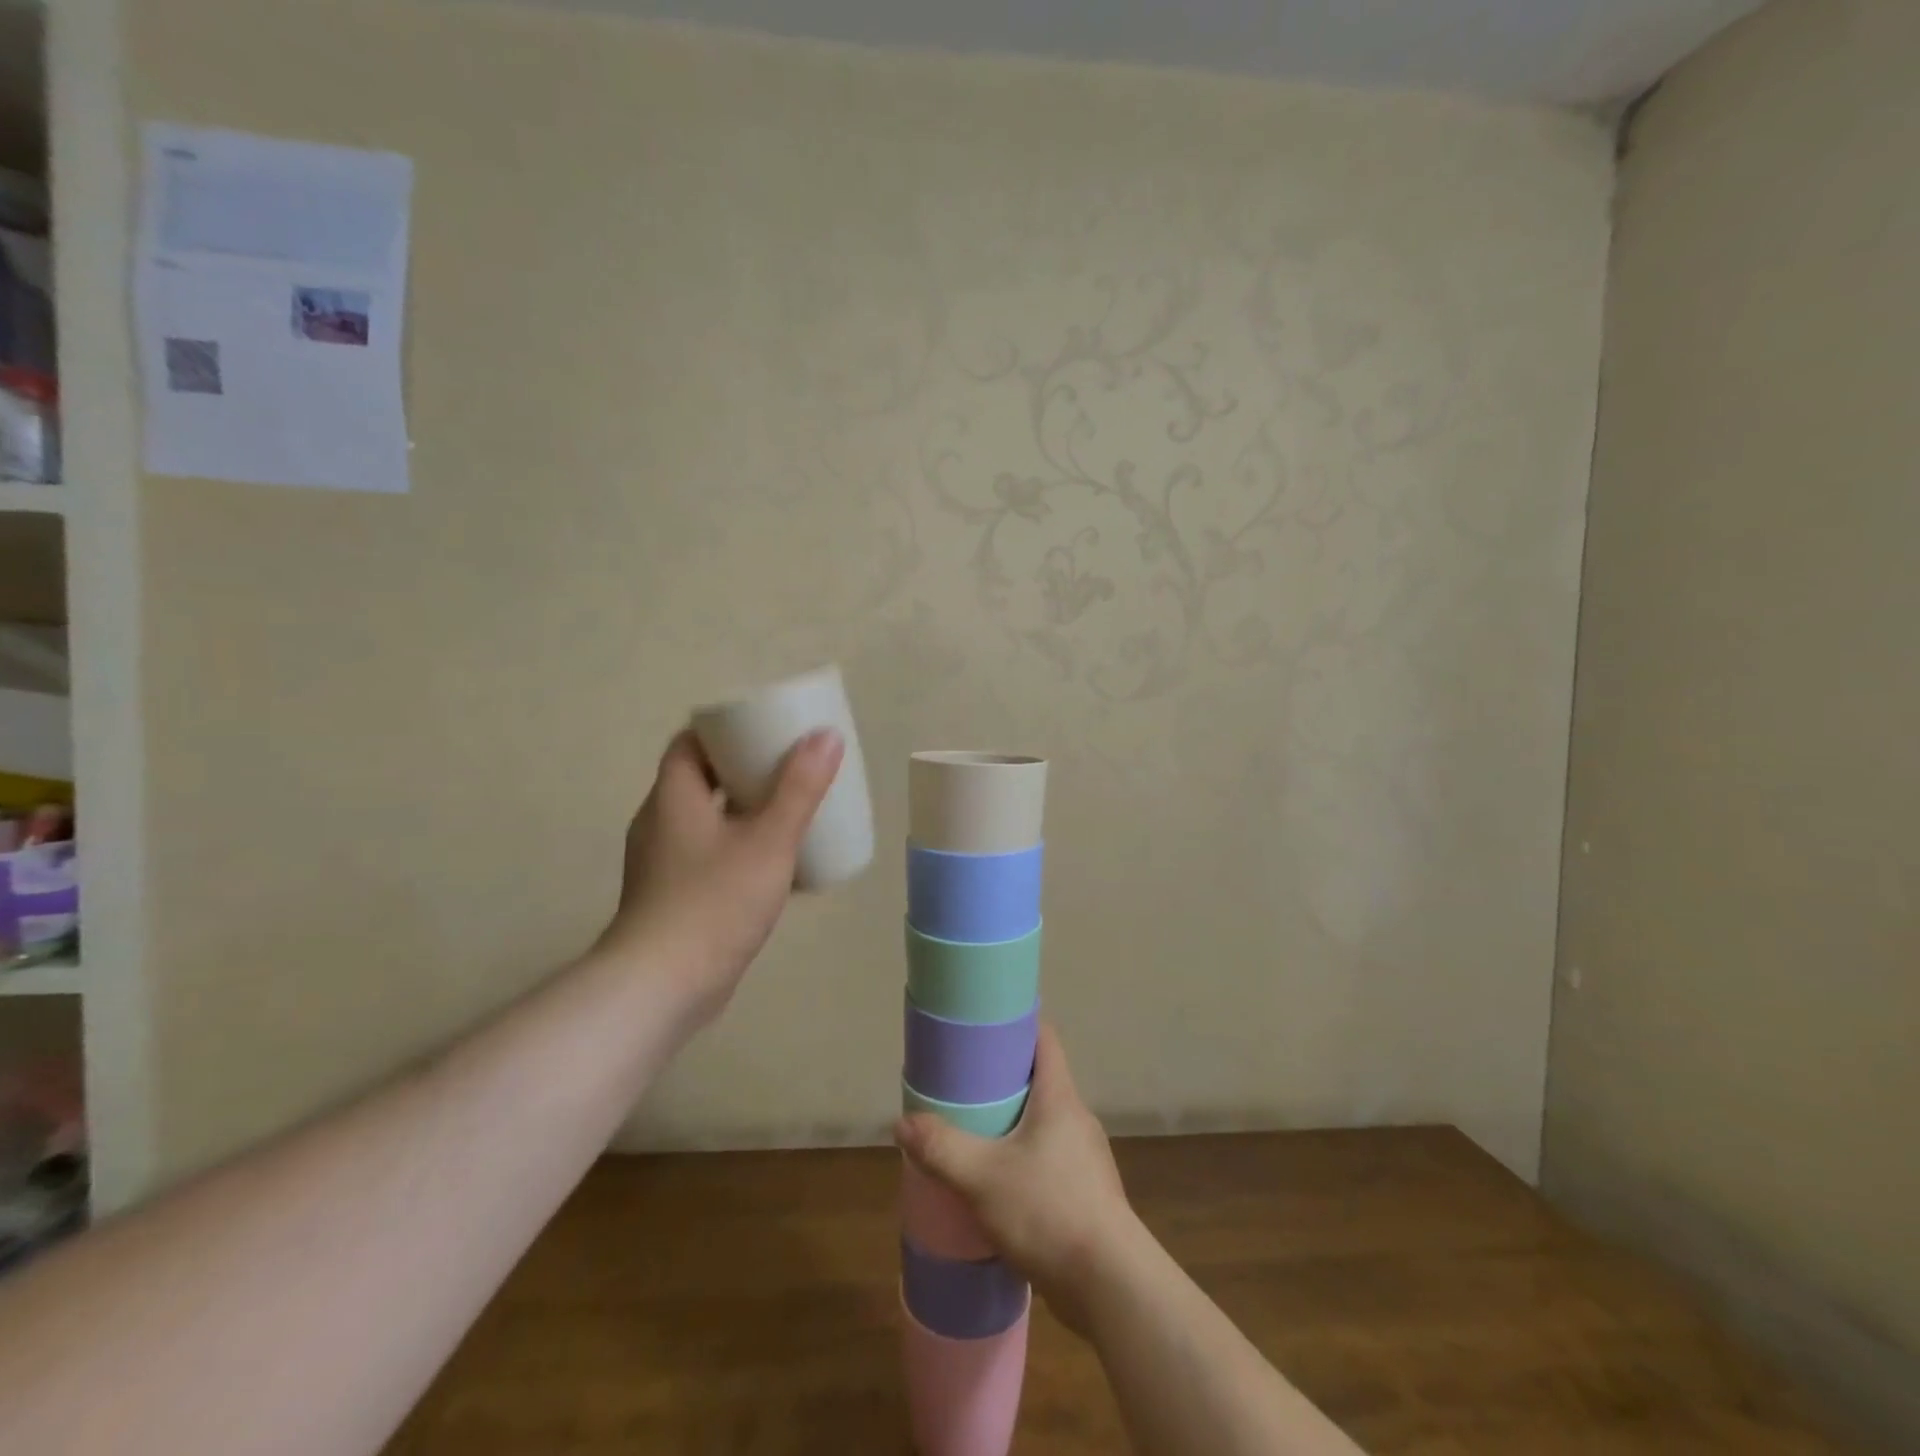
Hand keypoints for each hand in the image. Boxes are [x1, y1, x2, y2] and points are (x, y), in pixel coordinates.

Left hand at [595, 728, 843, 1025]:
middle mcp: (661, 823)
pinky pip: (709, 855)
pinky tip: (774, 865)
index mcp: (673, 797)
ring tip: (790, 811)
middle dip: (745, 770)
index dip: (724, 731)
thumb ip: (800, 788)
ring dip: (744, 811)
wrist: (662, 987)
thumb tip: (826, 736)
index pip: (690, 743)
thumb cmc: (714, 902)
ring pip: (707, 820)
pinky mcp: (673, 897)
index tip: (764, 729)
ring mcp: (663, 863)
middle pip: (702, 779)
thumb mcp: (768, 841)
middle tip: (790, 768)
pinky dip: (738, 847)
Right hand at [895, 1023, 1140, 1334]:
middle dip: (1003, 1078)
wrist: (1111, 1286)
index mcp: (1060, 1097)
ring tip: (976, 1134)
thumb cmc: (1049, 1211)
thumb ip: (941, 1148)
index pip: (1044, 1037)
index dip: (1016, 1023)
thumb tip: (902, 1122)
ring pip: (1044, 1123)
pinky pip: (1050, 1159)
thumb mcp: (983, 1178)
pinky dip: (1024, 1159)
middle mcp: (1077, 1118)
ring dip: (1013, 1123)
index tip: (983, 1026)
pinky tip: (1000, 1185)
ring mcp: (1086, 1158)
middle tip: (964, 1084)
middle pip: (1041, 1079)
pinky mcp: (1087, 1193)